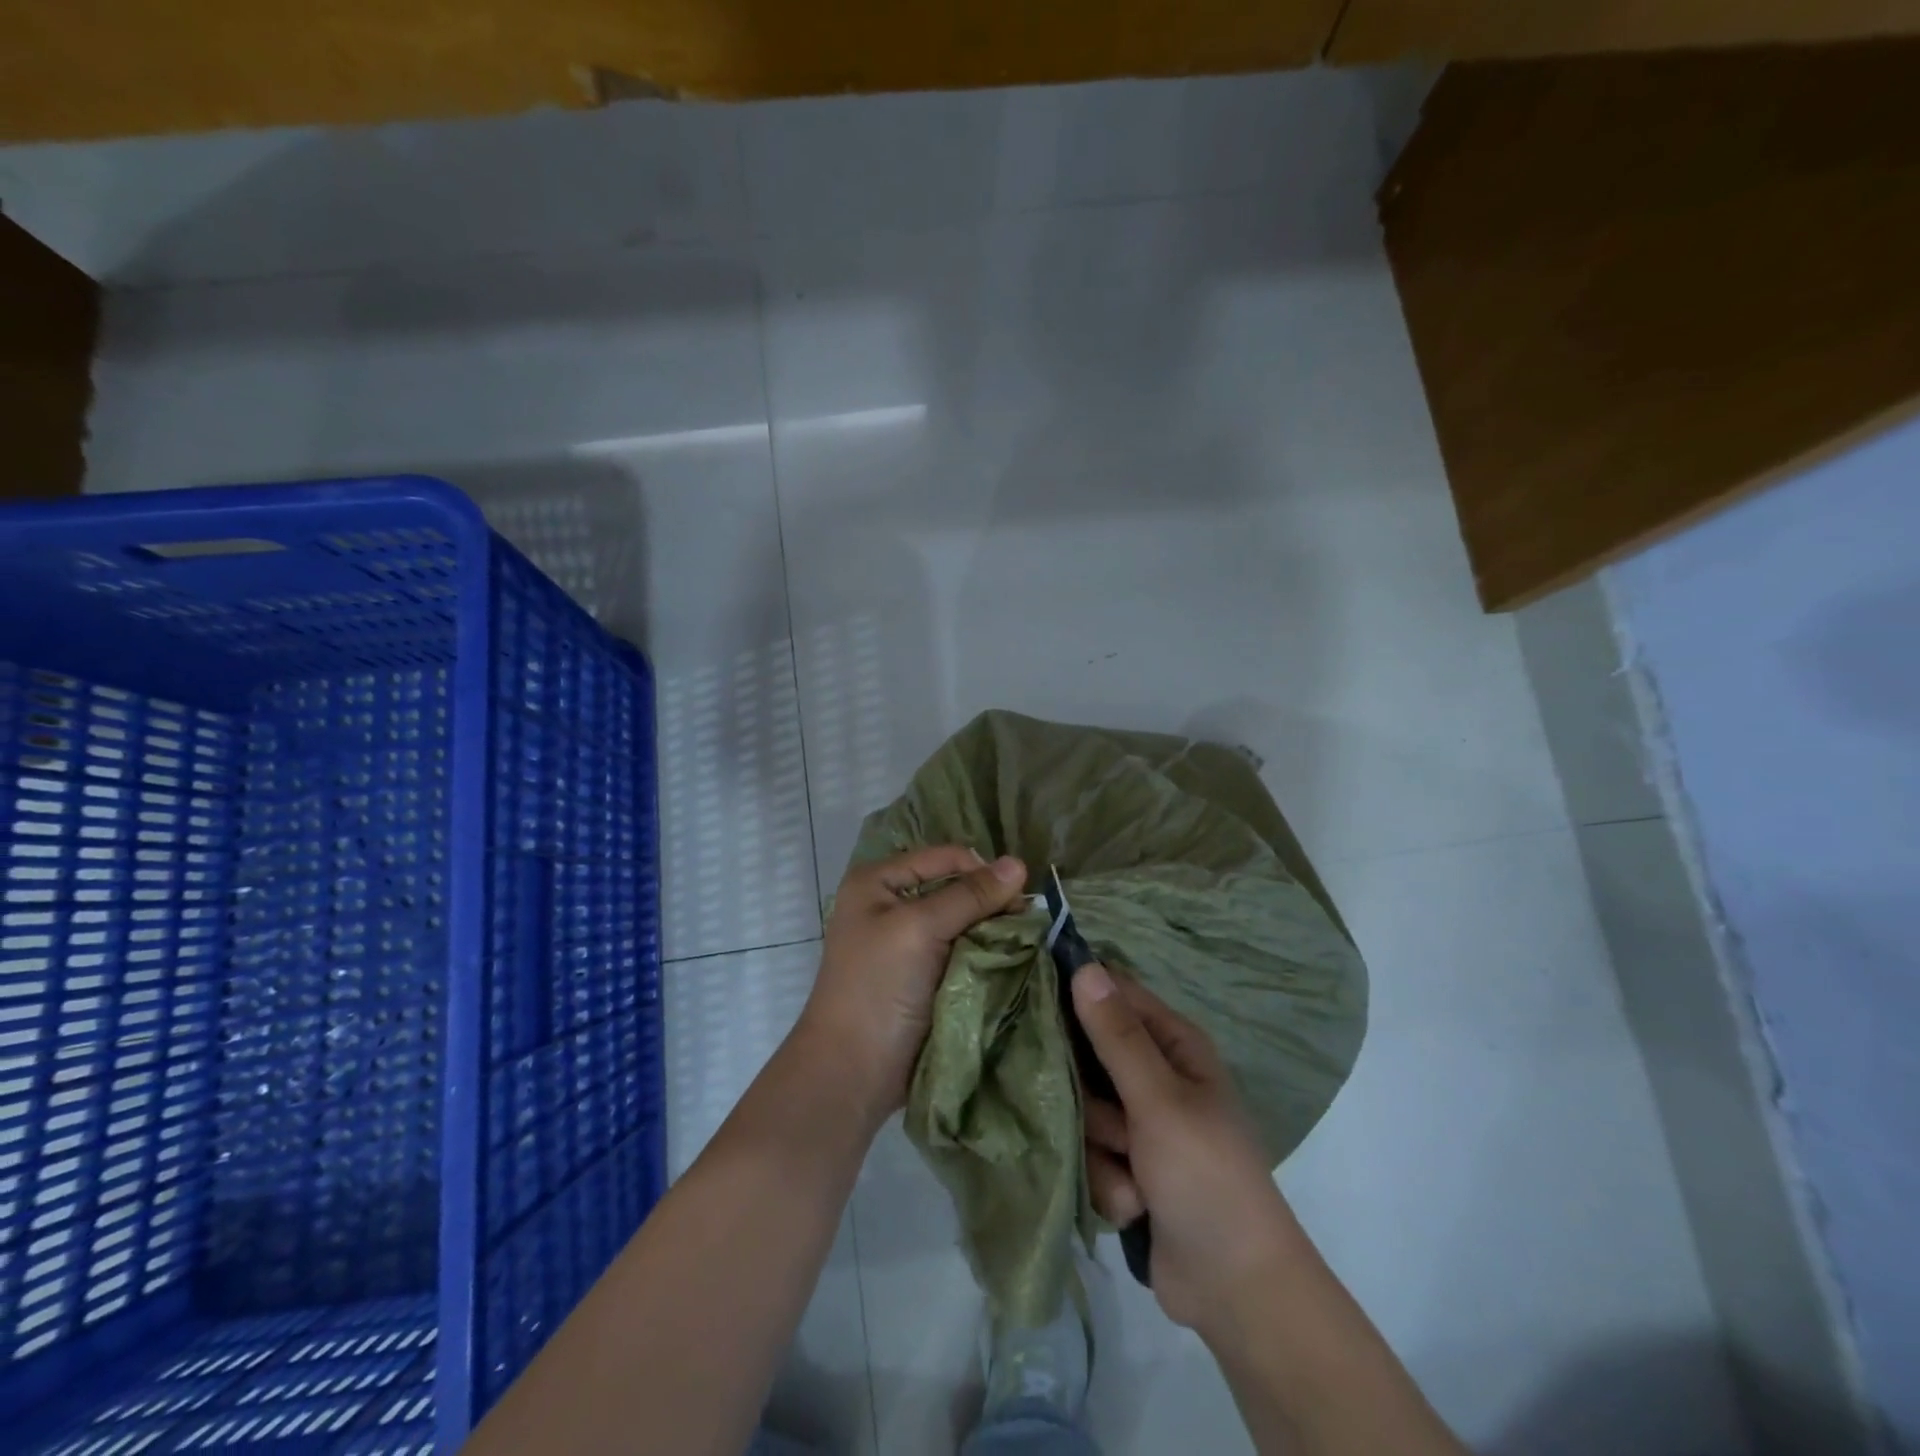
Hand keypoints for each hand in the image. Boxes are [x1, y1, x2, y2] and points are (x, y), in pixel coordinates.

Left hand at [800, 845, 1028, 1123]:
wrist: (852, 1071)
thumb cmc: (878, 987)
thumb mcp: (920, 929)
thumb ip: (969, 896)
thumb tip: (1019, 863)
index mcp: (878, 881)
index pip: (944, 857)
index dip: (982, 870)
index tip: (1020, 896)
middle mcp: (892, 903)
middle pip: (955, 887)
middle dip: (990, 901)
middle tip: (1026, 921)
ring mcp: (907, 941)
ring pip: (964, 921)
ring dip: (992, 930)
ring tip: (1024, 941)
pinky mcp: (924, 974)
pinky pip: (963, 951)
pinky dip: (985, 953)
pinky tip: (1009, 959)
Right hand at [1073, 962, 1302, 1335]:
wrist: (1236, 1290)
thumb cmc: (1206, 1175)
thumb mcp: (1159, 1099)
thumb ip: (1117, 1035)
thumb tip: (1084, 967)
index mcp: (1173, 1044)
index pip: (1114, 993)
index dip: (1077, 992)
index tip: (1036, 1001)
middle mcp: (1154, 1075)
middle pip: (1088, 1055)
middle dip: (1090, 1095)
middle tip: (1108, 1116)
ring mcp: (1138, 1124)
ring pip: (1083, 1110)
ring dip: (1101, 1146)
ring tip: (1133, 1172)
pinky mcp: (1125, 1166)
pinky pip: (1090, 1154)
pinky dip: (1108, 1181)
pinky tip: (1134, 1205)